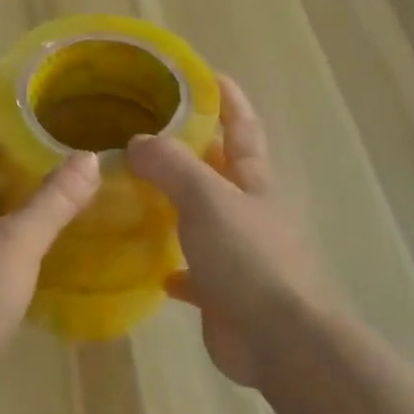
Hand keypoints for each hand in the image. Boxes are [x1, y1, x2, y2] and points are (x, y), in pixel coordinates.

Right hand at [127, 75, 327, 388]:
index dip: (226, 98)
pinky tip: (147, 265)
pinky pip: (191, 272)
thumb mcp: (207, 197)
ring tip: (133, 190)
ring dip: (175, 206)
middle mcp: (247, 211)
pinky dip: (172, 266)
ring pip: (201, 219)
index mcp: (253, 181)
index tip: (203, 73)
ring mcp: (237, 254)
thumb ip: (171, 164)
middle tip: (143, 132)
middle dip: (188, 150)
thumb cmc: (249, 257)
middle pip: (217, 171)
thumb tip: (137, 142)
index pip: (241, 127)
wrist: (280, 340)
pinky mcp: (222, 294)